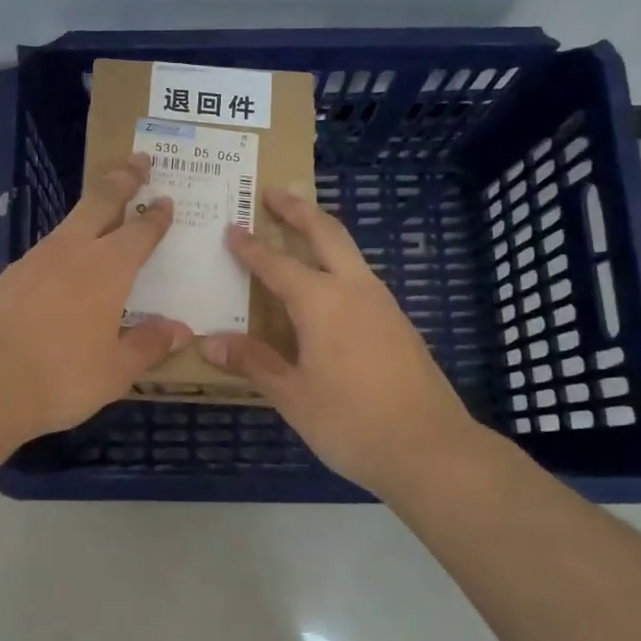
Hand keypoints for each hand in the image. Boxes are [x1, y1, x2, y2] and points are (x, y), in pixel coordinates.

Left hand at [0, 154, 191, 444]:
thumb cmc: (60, 375)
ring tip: (105, 210)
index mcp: (108, 268)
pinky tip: (67, 262)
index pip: (140, 231)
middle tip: (139, 160)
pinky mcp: (11, 275)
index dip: (156, 216)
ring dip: (92, 208)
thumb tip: (181, 330)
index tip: (166, 200)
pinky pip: (49, 247)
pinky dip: (67, 243)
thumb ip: (149, 345)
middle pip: (101, 201)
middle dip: (122, 178)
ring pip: (71, 221)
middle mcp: (73, 251)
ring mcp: (36, 259)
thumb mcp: (115, 369)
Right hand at [199, 190, 493, 500]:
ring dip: (323, 232)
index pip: (277, 264)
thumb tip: (209, 342)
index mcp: (322, 303)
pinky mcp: (399, 324)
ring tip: (300, 228)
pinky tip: (330, 286)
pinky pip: (361, 277)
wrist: (431, 449)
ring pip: (350, 252)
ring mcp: (383, 305)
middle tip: (275, 191)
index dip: (251, 247)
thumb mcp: (293, 396)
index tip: (231, 229)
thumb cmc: (352, 422)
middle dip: (298, 210)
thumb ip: (253, 363)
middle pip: (326, 233)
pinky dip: (339, 263)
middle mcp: (355, 290)